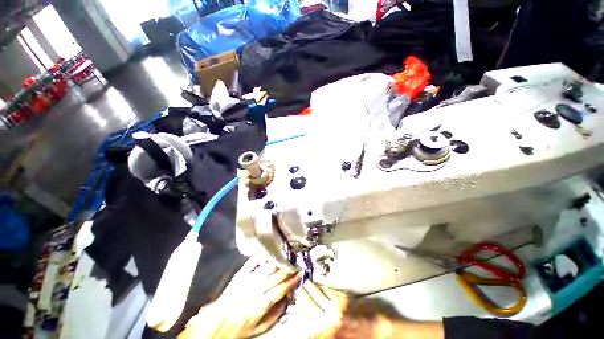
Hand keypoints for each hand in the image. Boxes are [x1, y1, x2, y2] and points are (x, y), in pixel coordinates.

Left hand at [178, 258, 300, 337]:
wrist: (218, 322)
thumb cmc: (239, 327)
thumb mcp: (258, 329)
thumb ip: (274, 316)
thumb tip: (285, 301)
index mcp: (260, 304)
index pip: (280, 289)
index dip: (291, 281)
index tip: (299, 275)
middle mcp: (256, 289)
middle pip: (276, 276)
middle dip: (288, 270)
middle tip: (296, 265)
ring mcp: (248, 279)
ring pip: (267, 268)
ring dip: (279, 262)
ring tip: (287, 258)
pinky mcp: (241, 274)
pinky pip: (253, 262)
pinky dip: (262, 256)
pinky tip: (269, 253)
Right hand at [291, 281, 349, 337]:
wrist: (373, 331)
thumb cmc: (352, 336)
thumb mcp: (332, 335)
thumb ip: (319, 332)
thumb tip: (308, 324)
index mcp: (324, 332)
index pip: (306, 319)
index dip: (300, 310)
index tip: (295, 303)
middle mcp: (328, 319)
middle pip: (311, 306)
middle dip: (303, 297)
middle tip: (298, 290)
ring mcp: (336, 307)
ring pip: (319, 296)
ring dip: (311, 289)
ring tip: (306, 283)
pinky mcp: (343, 299)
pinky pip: (330, 292)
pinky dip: (323, 288)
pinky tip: (320, 285)